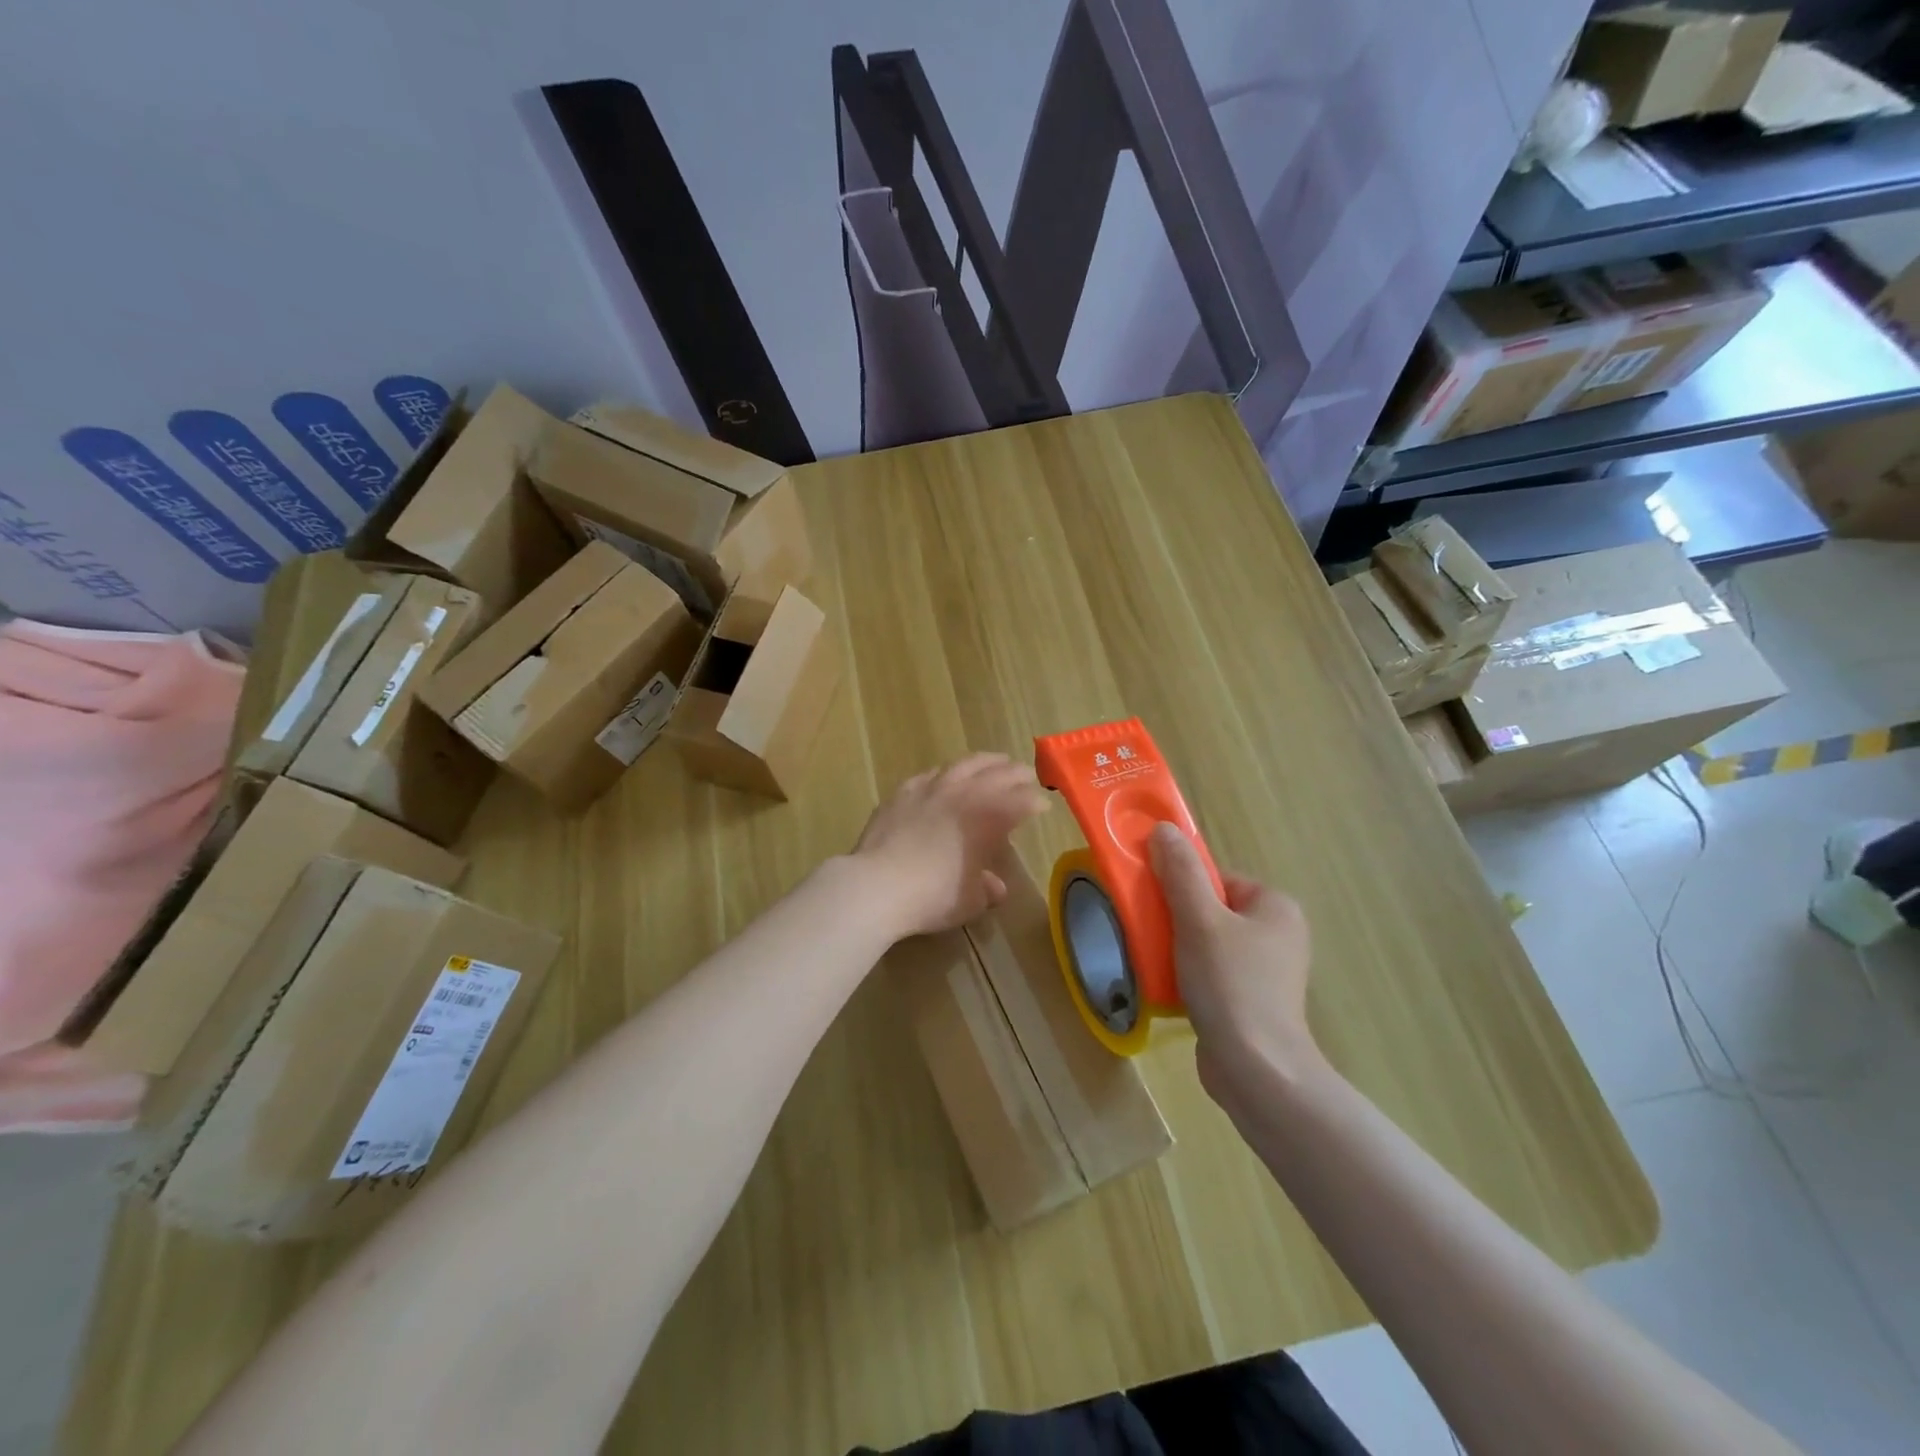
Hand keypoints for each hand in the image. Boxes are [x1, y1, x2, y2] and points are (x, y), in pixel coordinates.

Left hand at [853, 754, 1049, 939]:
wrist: (877, 884)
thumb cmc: (932, 896)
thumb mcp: (970, 901)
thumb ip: (986, 889)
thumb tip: (995, 886)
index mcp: (989, 817)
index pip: (1021, 801)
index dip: (1035, 802)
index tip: (1043, 805)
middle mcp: (964, 794)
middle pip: (998, 774)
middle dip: (1017, 774)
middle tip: (1027, 776)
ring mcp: (931, 788)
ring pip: (964, 764)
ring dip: (985, 762)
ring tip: (995, 761)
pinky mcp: (903, 792)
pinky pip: (931, 774)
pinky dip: (946, 773)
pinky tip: (945, 776)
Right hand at [1148, 823, 1320, 1123]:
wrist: (1256, 1071)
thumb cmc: (1231, 984)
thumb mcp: (1199, 920)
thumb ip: (1180, 872)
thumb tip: (1164, 828)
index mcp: (1275, 907)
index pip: (1217, 878)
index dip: (1182, 886)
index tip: (1156, 903)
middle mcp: (1277, 935)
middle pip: (1210, 909)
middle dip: (1176, 919)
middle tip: (1151, 932)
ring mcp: (1267, 972)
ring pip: (1207, 943)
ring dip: (1177, 949)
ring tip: (1155, 962)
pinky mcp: (1252, 1003)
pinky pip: (1212, 974)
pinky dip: (1188, 976)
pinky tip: (1169, 989)